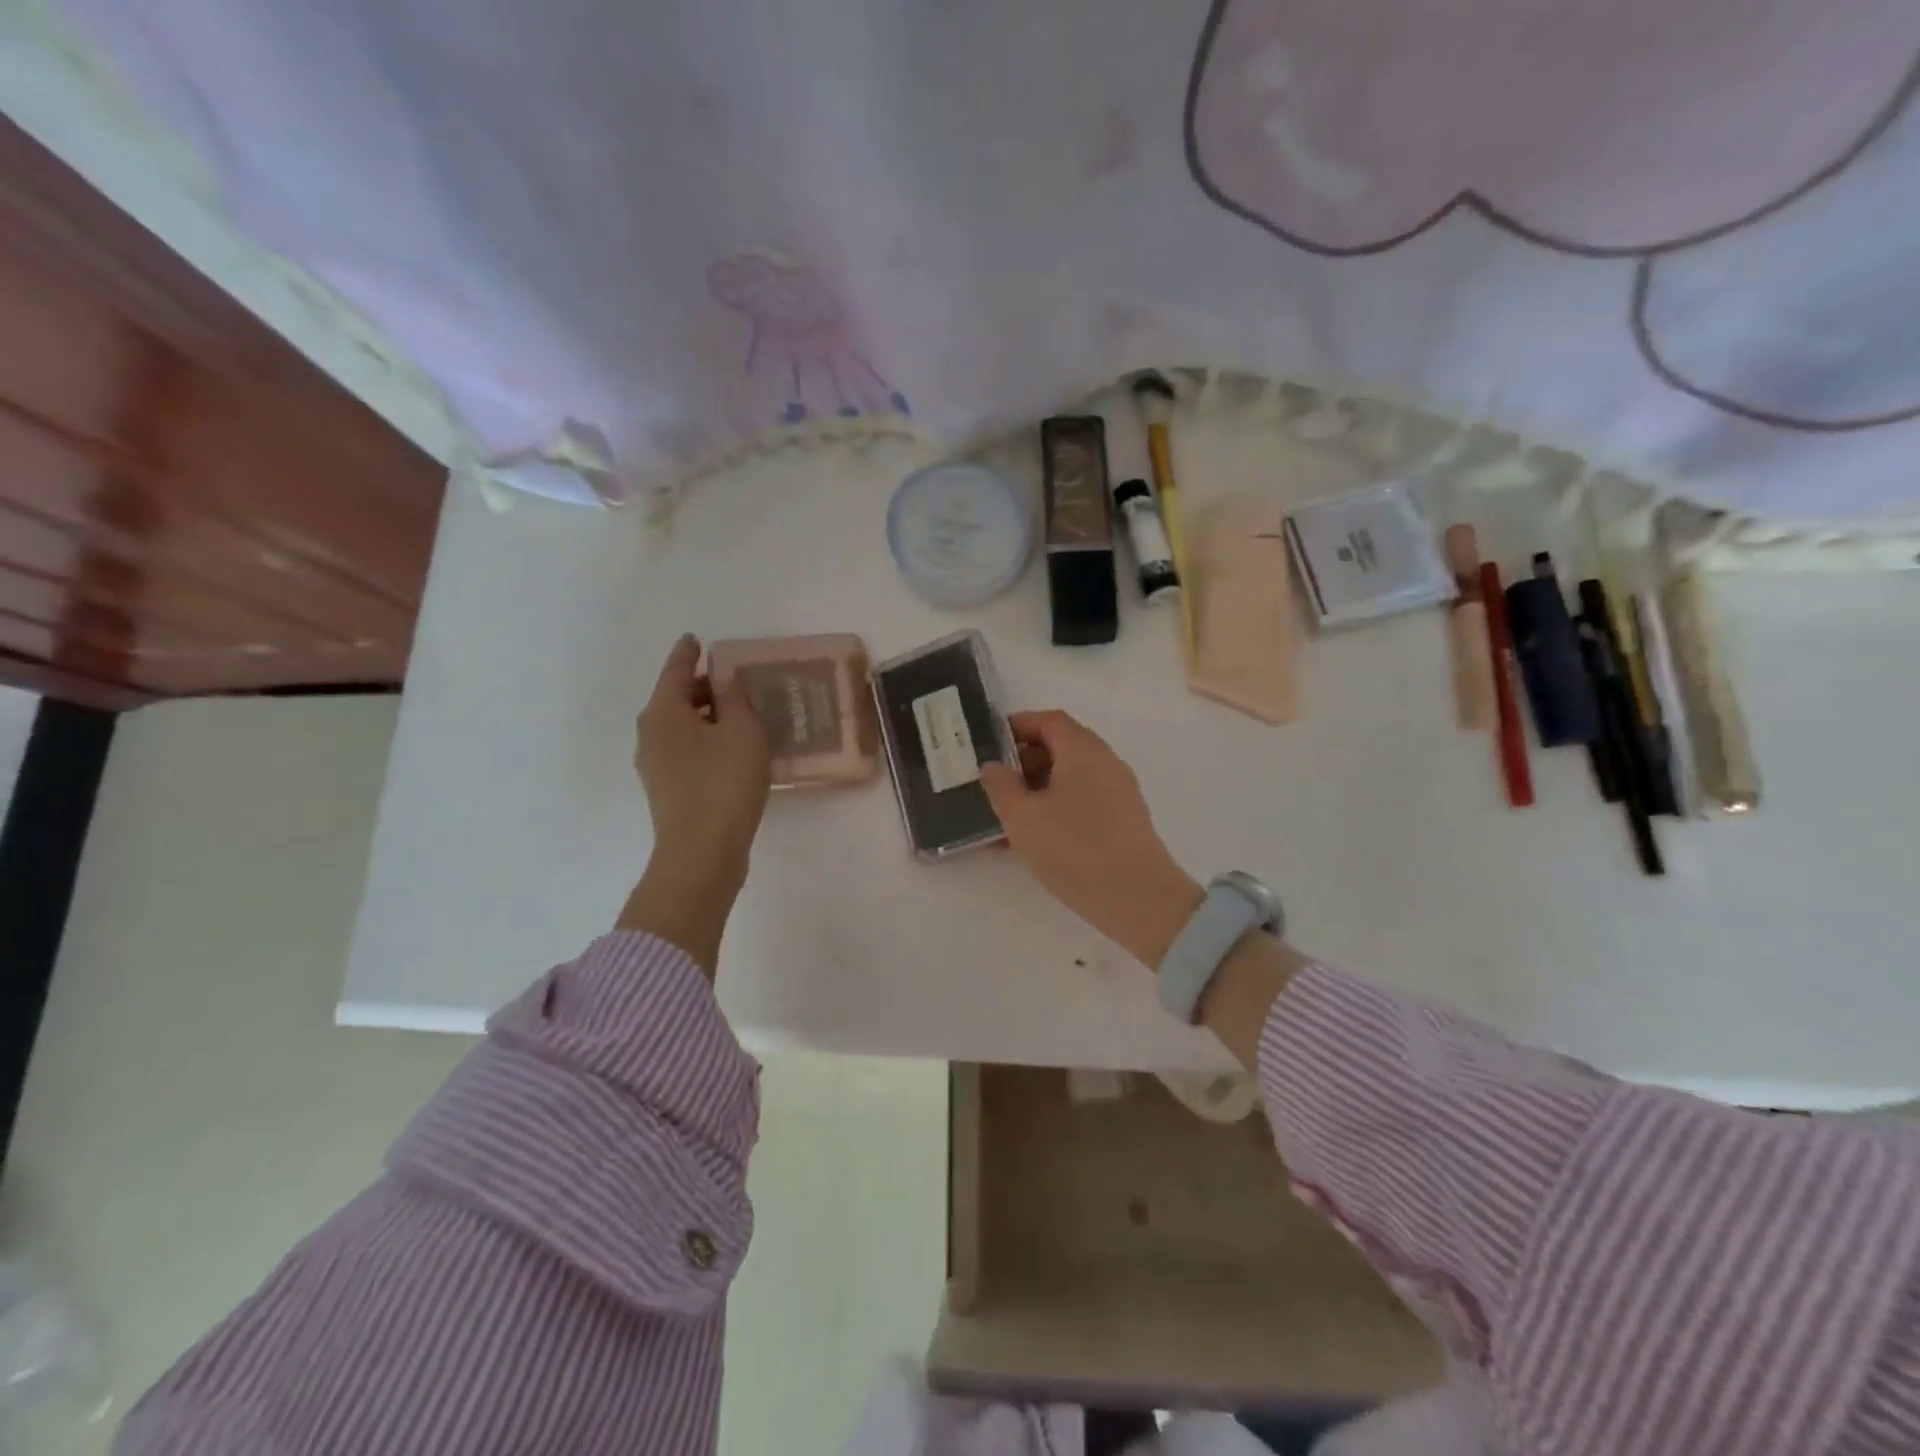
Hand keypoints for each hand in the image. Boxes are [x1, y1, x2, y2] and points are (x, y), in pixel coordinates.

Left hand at [620, 635, 771, 971]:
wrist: (702, 853)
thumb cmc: (723, 782)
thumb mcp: (741, 731)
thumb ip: (734, 698)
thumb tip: (723, 680)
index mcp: (663, 712)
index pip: (675, 670)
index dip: (688, 653)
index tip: (695, 639)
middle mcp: (651, 735)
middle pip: (676, 699)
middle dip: (702, 687)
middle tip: (734, 680)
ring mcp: (656, 766)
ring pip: (682, 727)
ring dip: (707, 717)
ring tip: (740, 715)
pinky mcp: (668, 791)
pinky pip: (687, 751)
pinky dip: (706, 741)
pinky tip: (732, 749)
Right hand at [980, 711, 1202, 967]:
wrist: (1138, 899)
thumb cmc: (1074, 848)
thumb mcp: (1022, 817)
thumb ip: (1001, 786)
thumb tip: (993, 766)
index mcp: (1083, 750)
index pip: (1049, 720)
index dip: (1018, 726)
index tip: (990, 744)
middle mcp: (1106, 762)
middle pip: (1062, 746)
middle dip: (1025, 761)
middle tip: (996, 785)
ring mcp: (1119, 792)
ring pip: (1071, 777)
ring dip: (1038, 789)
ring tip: (1008, 818)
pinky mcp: (1125, 820)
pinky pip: (1083, 801)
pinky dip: (1057, 808)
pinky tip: (1034, 839)